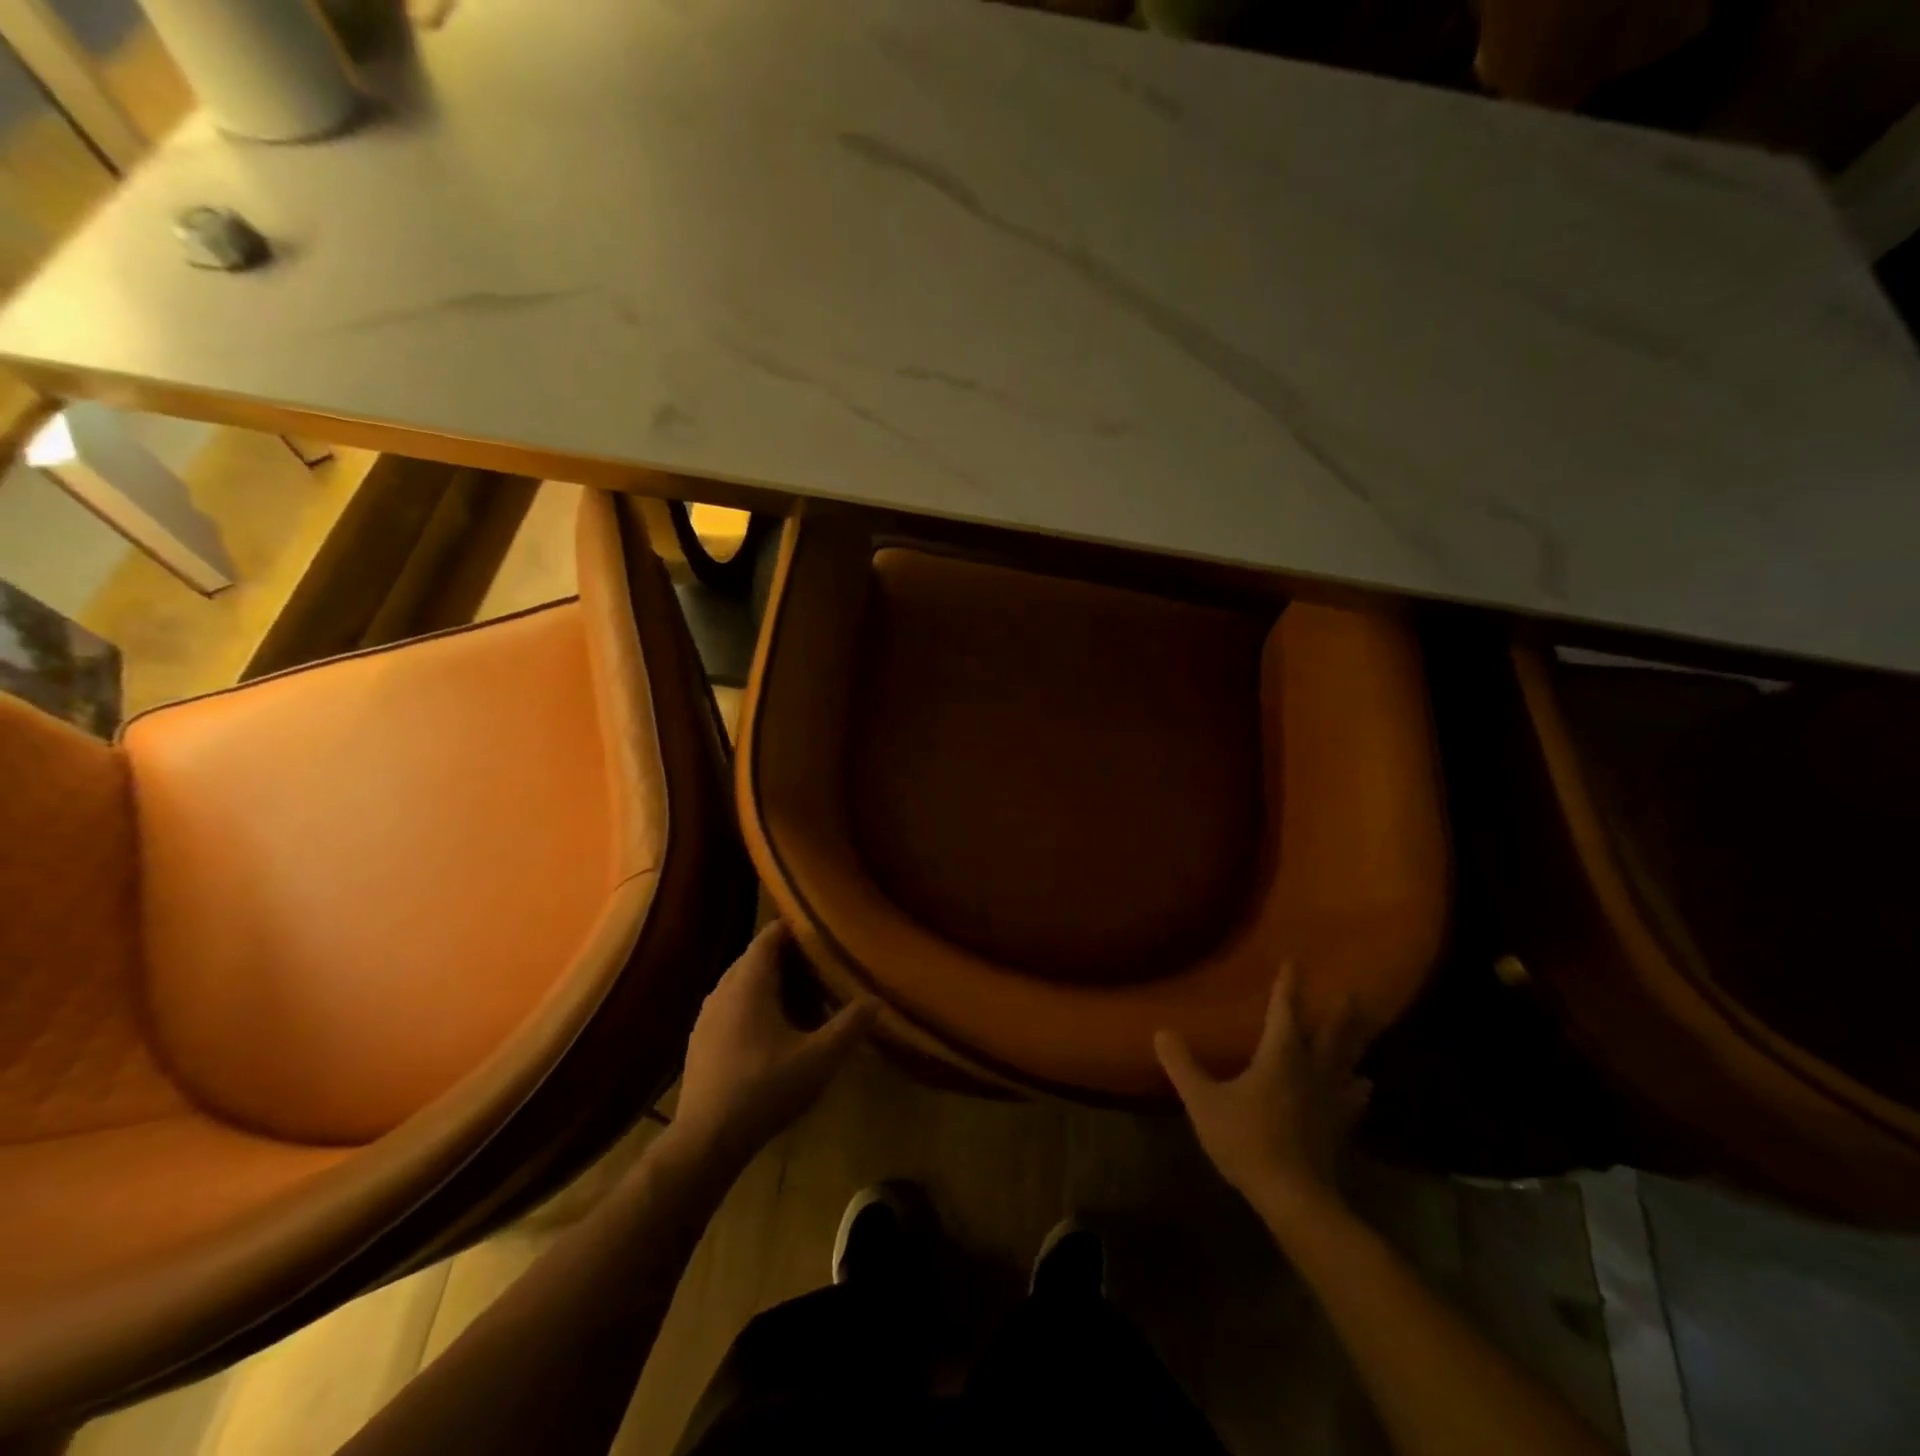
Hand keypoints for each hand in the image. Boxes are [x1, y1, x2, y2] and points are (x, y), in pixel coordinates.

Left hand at [674, 923, 874, 1163]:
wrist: (706, 1141)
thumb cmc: (766, 1088)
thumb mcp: (820, 1058)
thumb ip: (850, 1025)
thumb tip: (877, 1001)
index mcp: (749, 982)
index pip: (770, 935)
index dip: (796, 929)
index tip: (824, 933)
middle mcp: (723, 989)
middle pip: (757, 958)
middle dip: (790, 960)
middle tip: (823, 970)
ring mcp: (706, 1016)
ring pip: (743, 984)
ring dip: (773, 986)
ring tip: (804, 1003)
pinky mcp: (700, 1041)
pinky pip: (732, 1007)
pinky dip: (755, 1007)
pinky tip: (775, 1035)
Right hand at [1154, 964, 1370, 1221]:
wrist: (1294, 1197)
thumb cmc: (1247, 1139)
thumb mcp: (1203, 1101)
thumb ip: (1182, 1066)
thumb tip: (1161, 1032)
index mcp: (1280, 1056)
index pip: (1285, 1011)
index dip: (1287, 986)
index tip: (1295, 961)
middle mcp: (1311, 1070)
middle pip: (1331, 1035)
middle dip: (1340, 1012)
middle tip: (1355, 992)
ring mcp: (1330, 1100)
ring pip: (1347, 1063)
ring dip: (1355, 1044)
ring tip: (1363, 1030)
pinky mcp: (1338, 1127)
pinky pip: (1352, 1099)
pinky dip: (1357, 1088)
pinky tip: (1363, 1087)